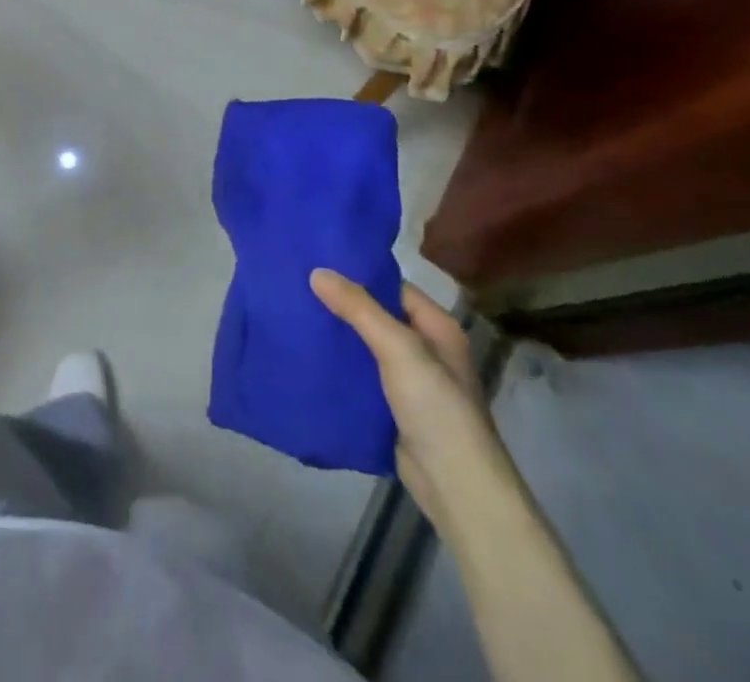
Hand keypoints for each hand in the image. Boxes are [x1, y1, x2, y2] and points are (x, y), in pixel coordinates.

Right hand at [310, 271, 514, 533]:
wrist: (454, 487)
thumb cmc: (436, 407)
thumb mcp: (399, 348)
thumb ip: (359, 309)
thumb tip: (317, 272)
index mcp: (437, 328)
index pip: (393, 287)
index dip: (359, 275)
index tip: (318, 262)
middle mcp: (425, 350)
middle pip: (376, 316)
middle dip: (341, 305)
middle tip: (297, 286)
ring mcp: (408, 382)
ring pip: (364, 348)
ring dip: (336, 336)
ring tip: (294, 315)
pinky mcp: (391, 409)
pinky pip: (359, 377)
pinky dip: (338, 368)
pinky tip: (307, 356)